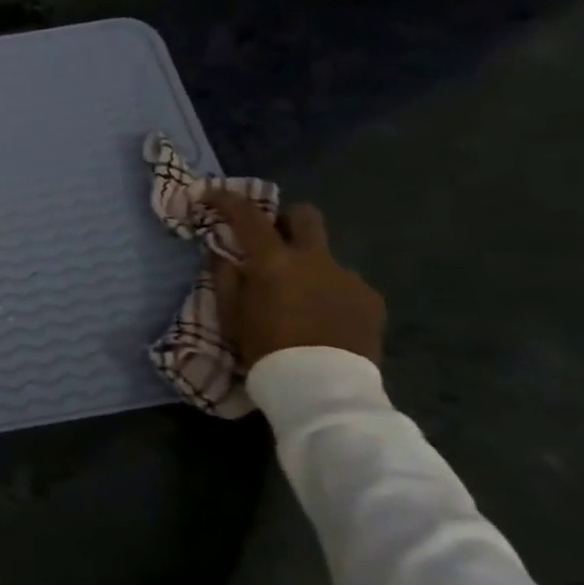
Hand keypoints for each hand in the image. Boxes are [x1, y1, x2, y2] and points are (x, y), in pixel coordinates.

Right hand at [201, 190, 385, 370]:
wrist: (323, 389)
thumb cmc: (266, 350)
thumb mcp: (231, 316)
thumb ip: (226, 279)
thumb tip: (222, 255)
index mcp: (273, 262)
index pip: (247, 216)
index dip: (227, 199)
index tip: (212, 194)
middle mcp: (314, 259)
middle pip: (305, 216)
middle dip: (286, 219)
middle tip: (272, 239)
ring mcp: (348, 277)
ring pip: (325, 256)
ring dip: (309, 266)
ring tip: (301, 298)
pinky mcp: (371, 299)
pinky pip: (345, 284)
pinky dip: (330, 292)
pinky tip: (324, 318)